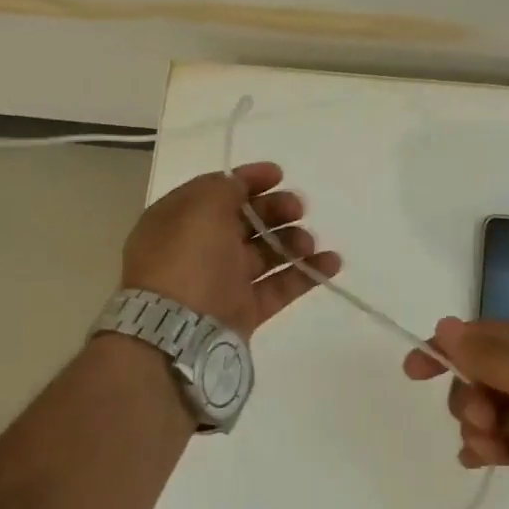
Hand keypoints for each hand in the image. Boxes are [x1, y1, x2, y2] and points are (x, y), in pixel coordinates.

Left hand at [120, 163, 339, 339]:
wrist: (176, 334)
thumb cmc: (186, 259)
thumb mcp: (201, 207)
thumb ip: (224, 188)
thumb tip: (239, 185)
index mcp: (181, 220)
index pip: (218, 191)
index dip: (249, 180)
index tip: (280, 175)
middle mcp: (200, 248)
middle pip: (246, 221)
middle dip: (275, 210)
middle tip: (298, 209)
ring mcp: (223, 281)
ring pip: (265, 253)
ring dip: (292, 241)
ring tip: (309, 243)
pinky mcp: (244, 311)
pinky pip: (280, 287)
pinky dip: (306, 273)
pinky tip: (332, 263)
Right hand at [403, 318, 508, 508]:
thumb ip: (493, 357)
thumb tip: (444, 325)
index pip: (483, 336)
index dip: (446, 349)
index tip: (414, 372)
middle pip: (481, 374)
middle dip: (470, 397)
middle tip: (486, 423)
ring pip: (490, 410)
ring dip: (478, 428)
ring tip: (492, 451)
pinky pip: (505, 441)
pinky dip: (490, 449)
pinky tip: (482, 462)